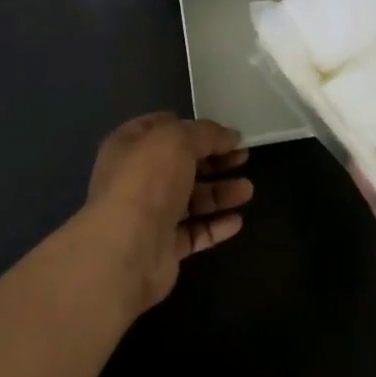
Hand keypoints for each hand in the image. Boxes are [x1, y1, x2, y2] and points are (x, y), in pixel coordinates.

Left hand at [80, 113, 252, 313]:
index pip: (161, 127)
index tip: (223, 131)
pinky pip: (194, 232)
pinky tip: (236, 221)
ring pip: (190, 199)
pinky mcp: (163, 247)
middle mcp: (136, 179)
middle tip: (244, 157)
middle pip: (181, 164)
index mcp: (129, 146)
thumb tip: (231, 135)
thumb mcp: (177, 139)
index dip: (192, 126)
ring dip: (219, 193)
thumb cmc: (147, 181)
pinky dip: (215, 226)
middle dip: (213, 160)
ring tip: (248, 190)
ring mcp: (149, 215)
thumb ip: (206, 133)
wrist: (127, 250)